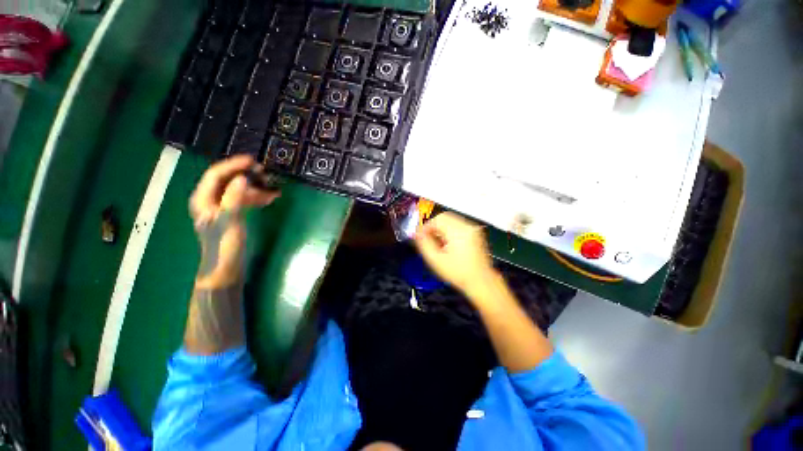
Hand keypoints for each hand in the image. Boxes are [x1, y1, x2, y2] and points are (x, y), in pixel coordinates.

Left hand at [189, 155, 279, 285]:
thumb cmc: (224, 245)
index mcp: (203, 199)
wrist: (225, 268)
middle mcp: (210, 200)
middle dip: (246, 175)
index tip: (252, 161)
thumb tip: (243, 178)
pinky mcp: (232, 215)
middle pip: (228, 180)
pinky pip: (244, 200)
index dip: (233, 165)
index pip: (216, 174)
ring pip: (238, 190)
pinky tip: (270, 198)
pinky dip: (256, 197)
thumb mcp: (229, 221)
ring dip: (255, 187)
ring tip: (273, 187)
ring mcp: (222, 207)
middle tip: (265, 174)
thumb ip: (234, 199)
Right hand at [414, 212, 497, 299]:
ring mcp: (472, 229)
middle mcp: (467, 227)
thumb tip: (417, 234)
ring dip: (441, 228)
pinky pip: (458, 225)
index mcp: (458, 231)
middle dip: (433, 226)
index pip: (438, 219)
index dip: (426, 226)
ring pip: (451, 220)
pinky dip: (449, 231)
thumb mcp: (436, 260)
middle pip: (444, 217)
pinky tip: (447, 243)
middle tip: (427, 238)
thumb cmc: (459, 273)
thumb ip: (424, 244)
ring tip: (438, 243)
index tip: (420, 235)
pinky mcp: (475, 233)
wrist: (480, 281)